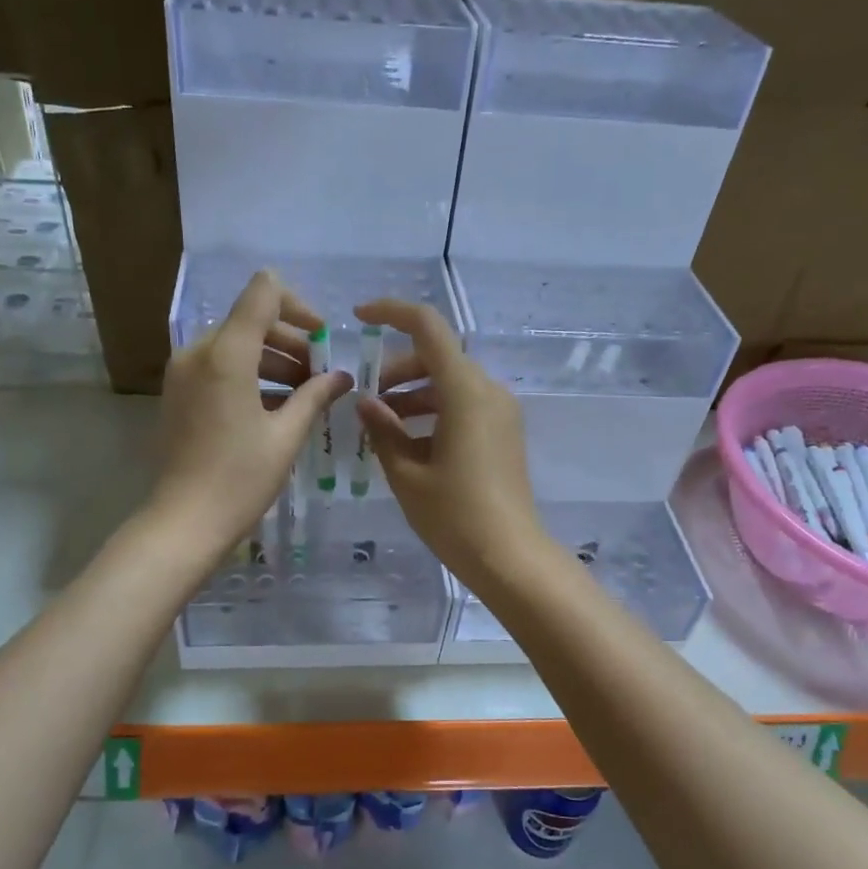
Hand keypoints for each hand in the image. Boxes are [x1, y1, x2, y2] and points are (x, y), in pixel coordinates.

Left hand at [150, 270, 350, 561]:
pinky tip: (274, 408)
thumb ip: (315, 395)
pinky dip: (248, 375)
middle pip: (250, 321)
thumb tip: (341, 377)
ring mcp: (182, 372)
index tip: (322, 339)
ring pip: (235, 345)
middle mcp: (198, 352)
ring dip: (272, 360)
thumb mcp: (286, 435)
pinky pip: (218, 367)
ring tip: (302, 396)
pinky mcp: (177, 393)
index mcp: (226, 354)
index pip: (263, 293)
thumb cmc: (241, 479)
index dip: (298, 307)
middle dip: (290, 342)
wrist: (185, 522)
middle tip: (319, 378)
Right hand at [353, 299, 547, 589]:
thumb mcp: (407, 473)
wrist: (509, 556)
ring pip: (450, 382)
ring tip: (381, 426)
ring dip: (413, 393)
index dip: (391, 313)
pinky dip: (434, 411)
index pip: (427, 327)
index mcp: (465, 391)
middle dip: (397, 370)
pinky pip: (464, 404)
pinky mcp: (504, 432)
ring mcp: (501, 411)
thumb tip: (366, 403)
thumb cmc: (454, 515)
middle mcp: (488, 391)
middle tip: (366, 401)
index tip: (358, 319)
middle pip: (437, 356)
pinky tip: (409, 442)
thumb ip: (383, 430)